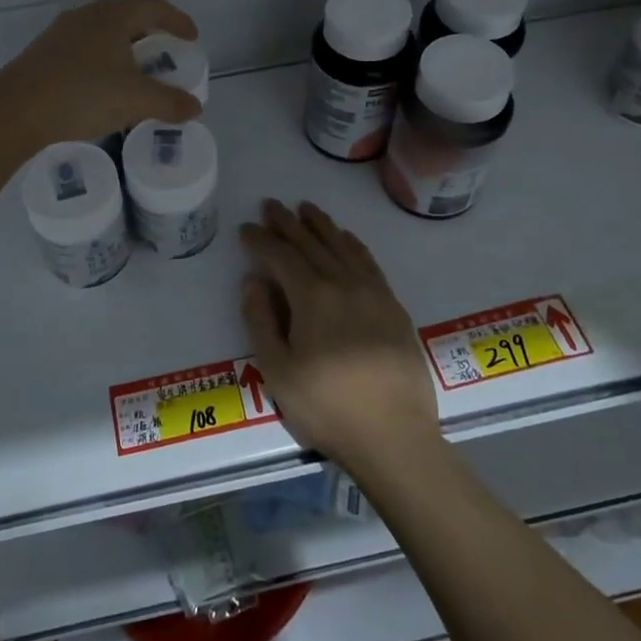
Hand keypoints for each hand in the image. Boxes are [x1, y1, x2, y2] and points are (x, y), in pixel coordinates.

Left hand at [0, 0, 201, 145]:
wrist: (15, 111)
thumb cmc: (82, 94)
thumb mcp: (135, 100)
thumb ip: (169, 102)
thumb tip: (195, 107)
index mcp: (112, 16)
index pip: (153, 7)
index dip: (177, 20)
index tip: (191, 38)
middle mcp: (86, 17)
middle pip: (127, 16)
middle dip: (150, 34)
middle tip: (165, 54)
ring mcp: (61, 35)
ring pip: (103, 34)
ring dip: (124, 49)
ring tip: (136, 72)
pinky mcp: (44, 55)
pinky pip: (85, 51)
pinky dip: (104, 62)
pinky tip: (104, 87)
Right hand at [238, 199, 440, 478]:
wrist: (395, 436)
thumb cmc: (327, 408)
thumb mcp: (278, 372)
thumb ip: (261, 322)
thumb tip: (253, 282)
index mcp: (313, 298)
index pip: (282, 256)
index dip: (261, 240)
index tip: (246, 229)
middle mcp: (344, 284)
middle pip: (312, 243)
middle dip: (288, 223)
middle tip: (271, 205)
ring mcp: (374, 293)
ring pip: (343, 247)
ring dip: (322, 225)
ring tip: (306, 208)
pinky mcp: (394, 307)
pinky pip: (370, 263)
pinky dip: (354, 244)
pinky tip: (347, 239)